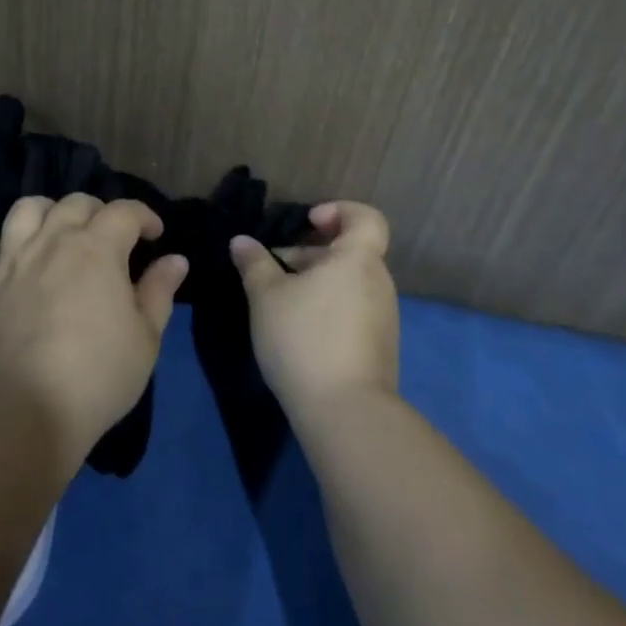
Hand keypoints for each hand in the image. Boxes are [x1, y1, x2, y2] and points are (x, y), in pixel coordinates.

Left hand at [0, 195, 188, 474]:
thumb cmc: (98, 374)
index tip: (155, 235)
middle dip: (100, 211)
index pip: (125, 211)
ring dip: (49, 212)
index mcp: (98, 247)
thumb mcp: (146, 338)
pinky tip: (16, 262)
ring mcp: (13, 258)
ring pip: (28, 209)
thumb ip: (160, 291)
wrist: (24, 410)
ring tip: (59, 233)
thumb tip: (176, 259)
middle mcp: (54, 240)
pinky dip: (5, 245)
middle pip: (76, 203)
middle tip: (111, 238)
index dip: (144, 216)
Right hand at [230, 201, 397, 419]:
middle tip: (277, 267)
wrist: (346, 413)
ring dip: (318, 283)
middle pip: (351, 251)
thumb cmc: (304, 338)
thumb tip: (242, 241)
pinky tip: (299, 331)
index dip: (339, 211)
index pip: (366, 218)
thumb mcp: (266, 296)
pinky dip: (329, 309)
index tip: (308, 223)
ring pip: (350, 283)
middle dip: (313, 253)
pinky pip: (354, 311)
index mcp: (357, 259)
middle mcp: (378, 282)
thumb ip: (254, 263)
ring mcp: (384, 317)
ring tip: (281, 302)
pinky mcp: (379, 348)